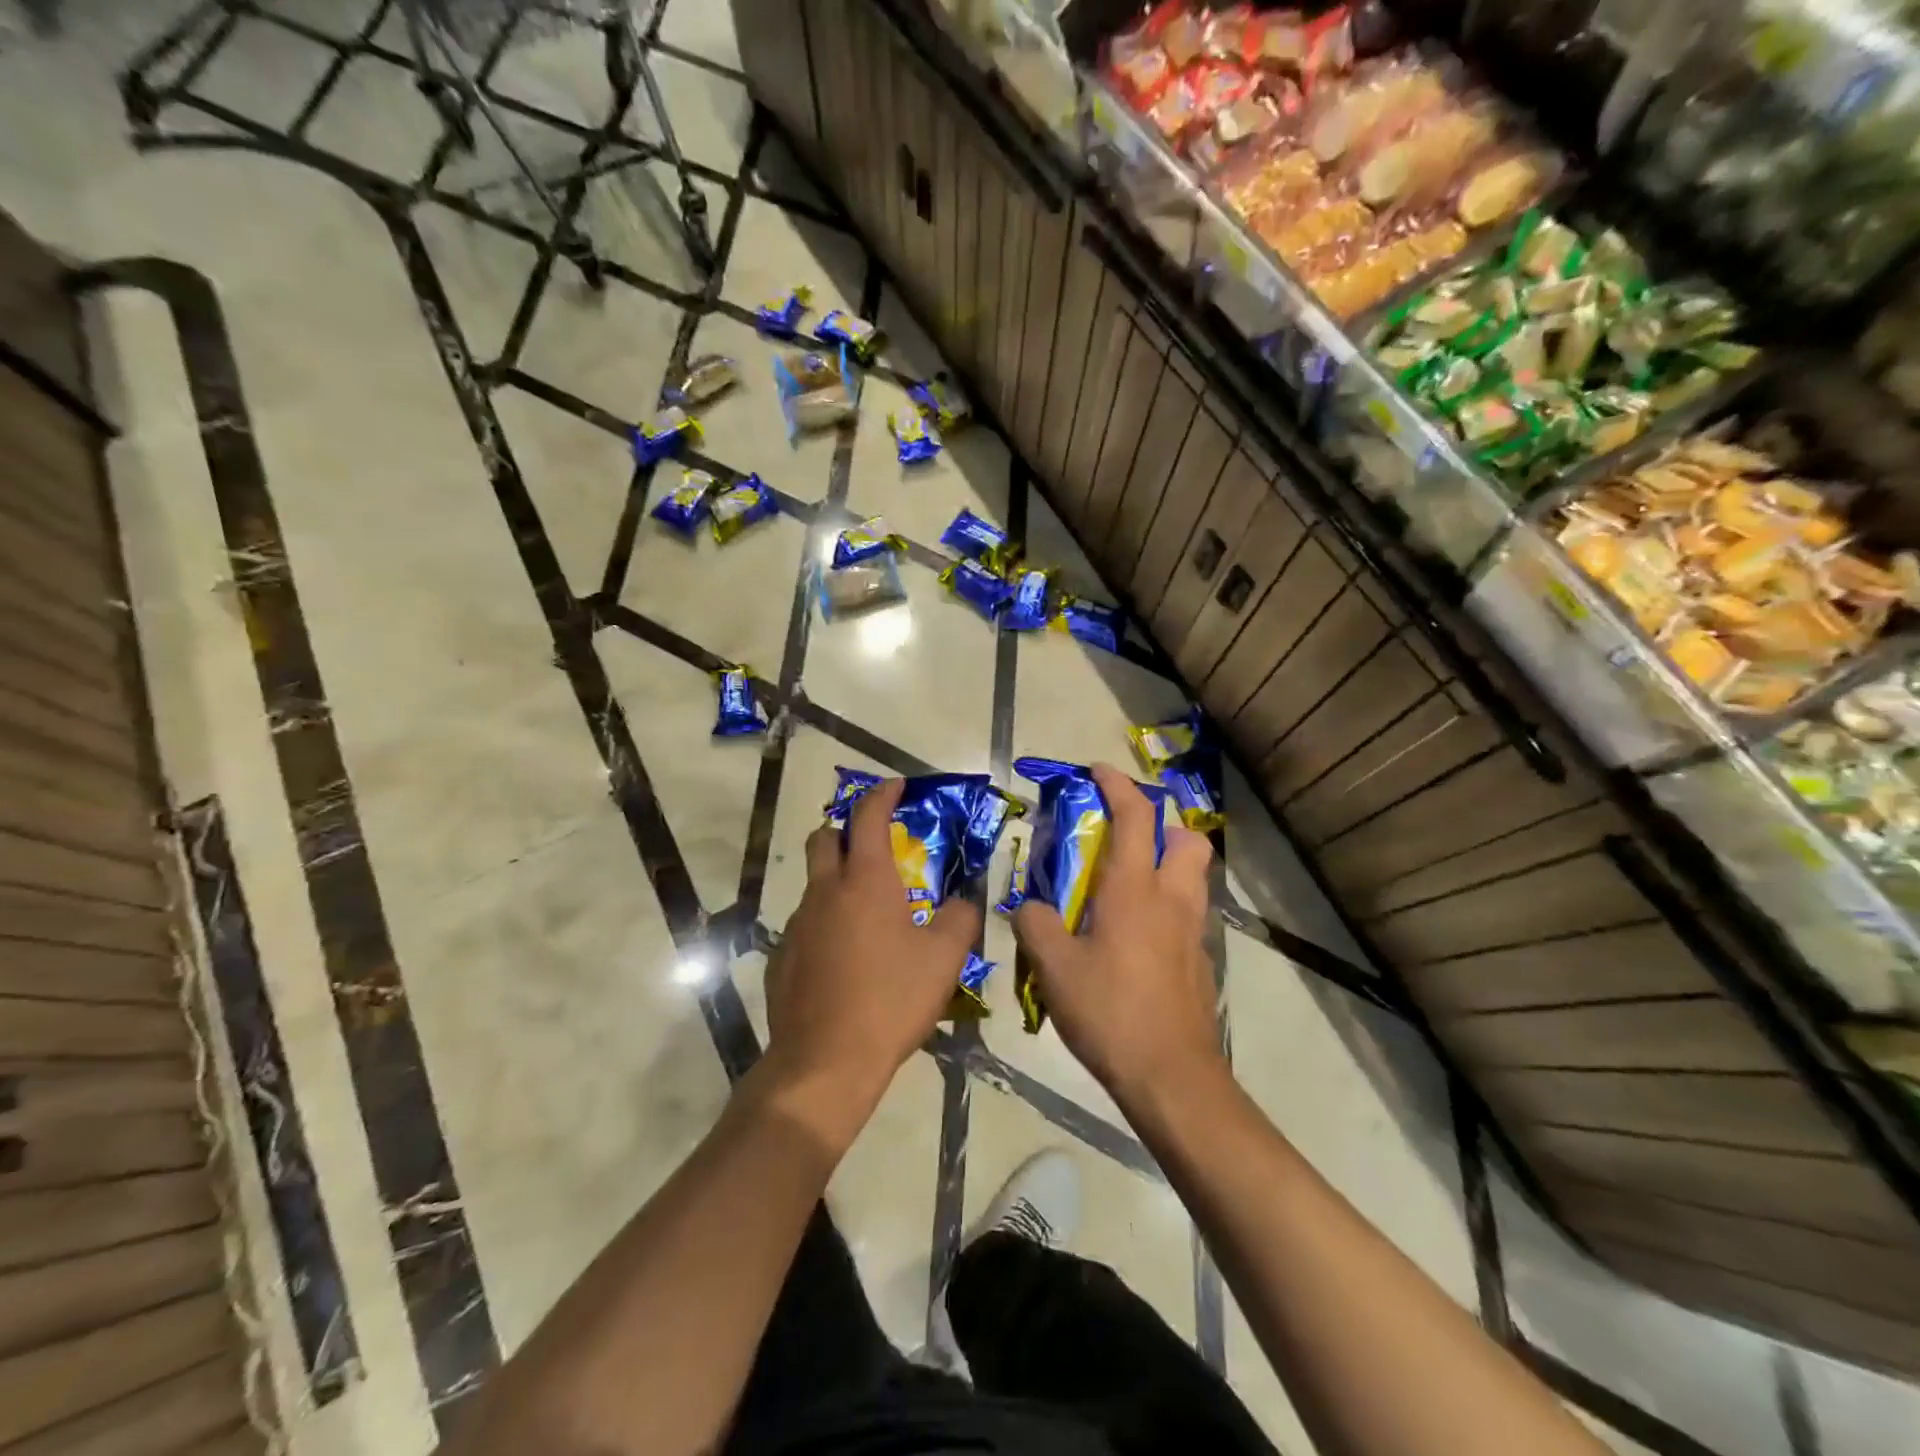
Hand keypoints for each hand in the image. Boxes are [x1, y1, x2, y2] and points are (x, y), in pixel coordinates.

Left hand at [761, 778, 980, 1142]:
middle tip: (873, 843)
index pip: (868, 817)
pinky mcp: (782, 957)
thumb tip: (964, 903)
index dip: (882, 795)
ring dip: (837, 881)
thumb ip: (960, 920)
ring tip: (869, 913)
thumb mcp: (944, 959)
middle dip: (845, 829)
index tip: (895, 786)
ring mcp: (797, 924)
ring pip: (814, 884)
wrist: (825, 1061)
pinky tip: (847, 958)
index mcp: (865, 881)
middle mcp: (824, 892)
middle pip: (824, 838)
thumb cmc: (891, 999)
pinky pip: (807, 924)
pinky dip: (827, 923)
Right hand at [1013, 763, 1223, 1106]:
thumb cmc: (1110, 1011)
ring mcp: (1193, 932)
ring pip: (1193, 877)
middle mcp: (1172, 900)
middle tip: (1125, 839)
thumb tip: (1030, 907)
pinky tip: (1135, 939)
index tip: (1097, 771)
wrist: (1171, 1077)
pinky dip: (1166, 907)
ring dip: (1167, 865)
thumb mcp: (1054, 967)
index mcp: (1134, 889)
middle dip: (1161, 825)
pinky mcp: (1200, 962)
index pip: (1135, 816)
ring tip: (1126, 887)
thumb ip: (1035, 925)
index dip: (1118, 785)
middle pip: (1187, 839)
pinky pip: (1188, 915)